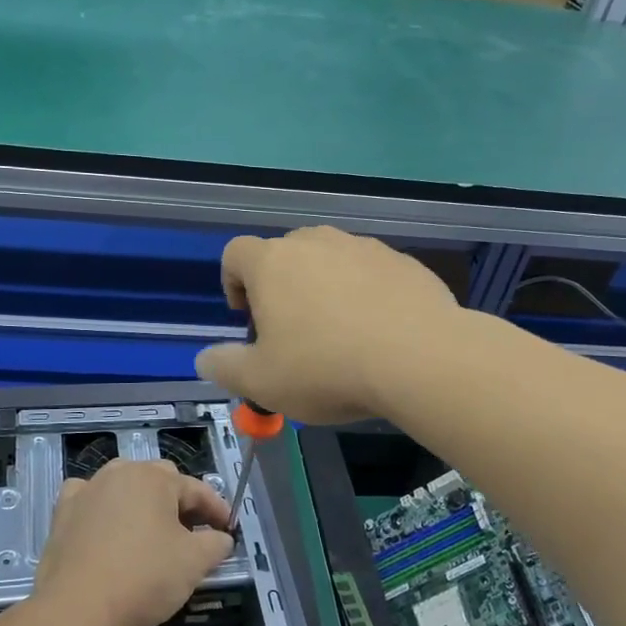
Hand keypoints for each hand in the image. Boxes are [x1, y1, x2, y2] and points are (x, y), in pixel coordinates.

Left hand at [33, 459, 233, 625]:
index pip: (196, 489)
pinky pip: (90, 500)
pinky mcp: (62, 512)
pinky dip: (102, 508)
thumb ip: (216, 544)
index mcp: (155, 478)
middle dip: (180, 502)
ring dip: (142, 502)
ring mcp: (88, 490)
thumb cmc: (143, 578)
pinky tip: (106, 526)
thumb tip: (221, 538)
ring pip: (124, 486)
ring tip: (152, 529)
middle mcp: (120, 472)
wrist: (76, 607)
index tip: (228, 529)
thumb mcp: (194, 563)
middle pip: (159, 480)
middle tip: (193, 531)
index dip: (217, 509)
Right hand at [194, 227, 459, 423]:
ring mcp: (363, 248)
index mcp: (273, 263)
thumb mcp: (261, 383)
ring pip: (331, 261)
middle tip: (292, 332)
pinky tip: (379, 332)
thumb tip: (205, 358)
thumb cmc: (327, 369)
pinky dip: (365, 294)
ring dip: (324, 288)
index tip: (247, 318)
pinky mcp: (403, 261)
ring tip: (339, 334)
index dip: (232, 282)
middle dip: (281, 287)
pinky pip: (371, 273)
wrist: (420, 358)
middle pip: (284, 254)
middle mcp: (316, 243)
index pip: (235, 253)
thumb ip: (224, 367)